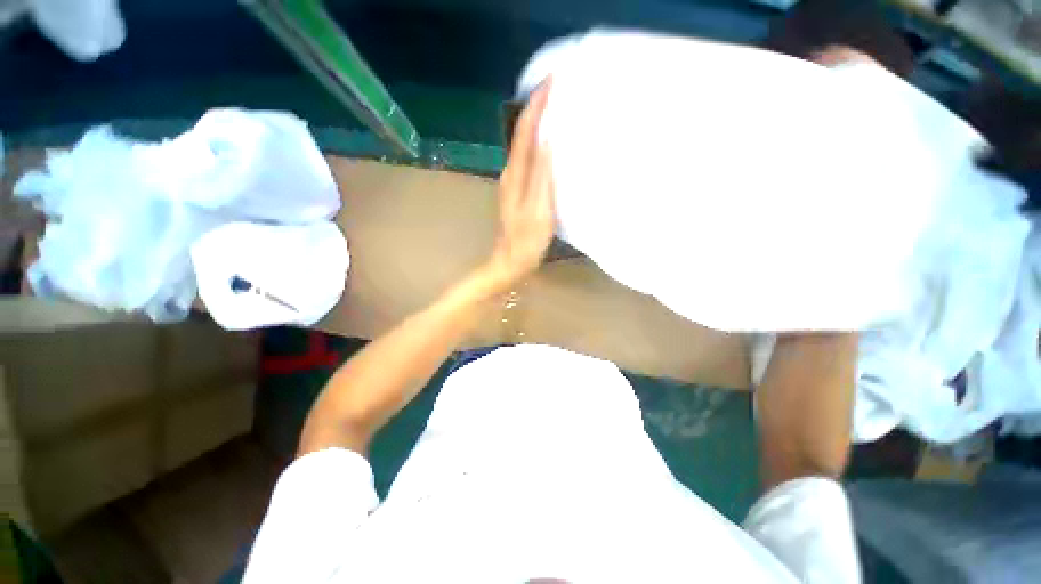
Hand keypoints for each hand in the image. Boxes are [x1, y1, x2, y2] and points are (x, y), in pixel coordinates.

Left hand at [482, 81, 555, 292]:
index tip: (553, 80)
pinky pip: (528, 160)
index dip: (537, 105)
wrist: (510, 262)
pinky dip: (538, 145)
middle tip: (558, 89)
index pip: (525, 131)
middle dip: (537, 108)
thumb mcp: (538, 211)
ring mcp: (513, 183)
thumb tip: (548, 140)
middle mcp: (510, 173)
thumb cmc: (526, 241)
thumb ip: (542, 177)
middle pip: (522, 133)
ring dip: (538, 124)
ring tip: (557, 109)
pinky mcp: (518, 192)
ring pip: (524, 145)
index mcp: (515, 175)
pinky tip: (550, 144)